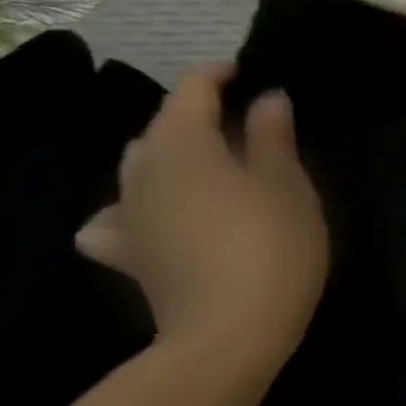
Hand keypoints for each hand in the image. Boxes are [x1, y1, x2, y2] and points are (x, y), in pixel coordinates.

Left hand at [76, 65, 327, 371]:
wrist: (230, 332)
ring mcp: (129, 214)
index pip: (191, 90)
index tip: (246, 73)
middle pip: (160, 127)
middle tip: (238, 121)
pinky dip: (134, 207)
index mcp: (186, 146)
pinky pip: (117, 218)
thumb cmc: (272, 246)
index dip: (217, 75)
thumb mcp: (287, 185)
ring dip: (167, 154)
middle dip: (193, 114)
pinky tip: (152, 217)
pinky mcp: (128, 254)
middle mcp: (145, 171)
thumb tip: (266, 98)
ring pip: (137, 166)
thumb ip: (273, 136)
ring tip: (204, 162)